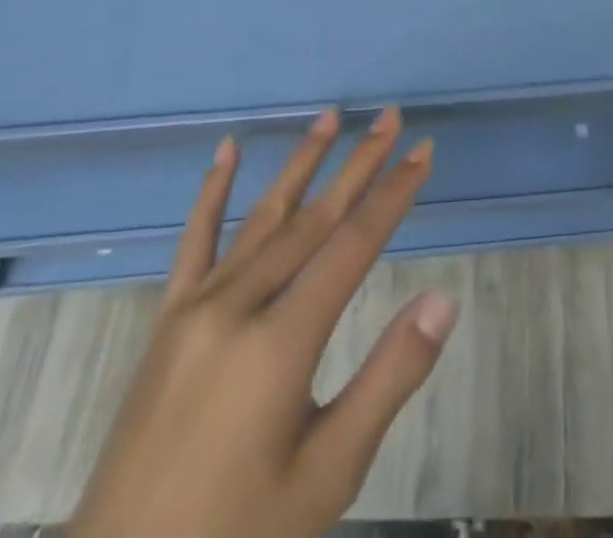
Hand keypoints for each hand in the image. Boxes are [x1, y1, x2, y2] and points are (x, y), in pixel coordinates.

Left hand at [71, 108, 457, 537]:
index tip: (422, 151)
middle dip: (358, 164)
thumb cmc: (238, 533)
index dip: (392, 194)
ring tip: (330, 116)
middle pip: (314, 218)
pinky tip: (226, 151)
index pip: (353, 245)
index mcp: (281, 341)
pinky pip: (195, 241)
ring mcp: (198, 305)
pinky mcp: (169, 317)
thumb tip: (443, 300)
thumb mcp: (328, 474)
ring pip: (263, 217)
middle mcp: (239, 304)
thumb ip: (387, 380)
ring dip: (301, 163)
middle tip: (390, 117)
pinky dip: (213, 192)